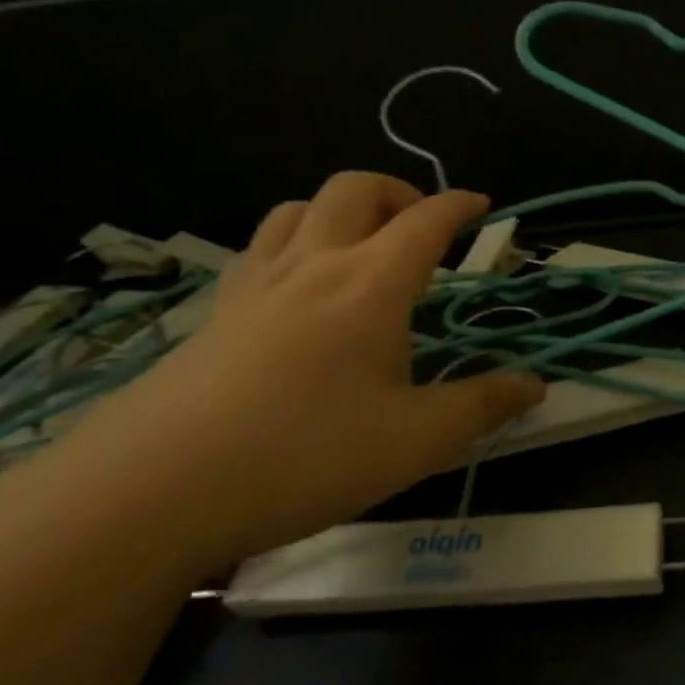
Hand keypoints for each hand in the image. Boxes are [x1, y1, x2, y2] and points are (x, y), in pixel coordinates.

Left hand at [49, 173, 543, 570]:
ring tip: (361, 247)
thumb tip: (535, 384)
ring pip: (297, 209)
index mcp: (371, 284)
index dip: (459, 205)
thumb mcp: (415, 441)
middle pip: (354, 190)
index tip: (481, 205)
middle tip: (421, 226)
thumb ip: (482, 405)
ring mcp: (254, 286)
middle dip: (397, 192)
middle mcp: (313, 266)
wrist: (149, 493)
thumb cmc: (304, 455)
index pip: (426, 221)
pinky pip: (259, 250)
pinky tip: (299, 292)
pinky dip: (294, 244)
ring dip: (339, 210)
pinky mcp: (213, 315)